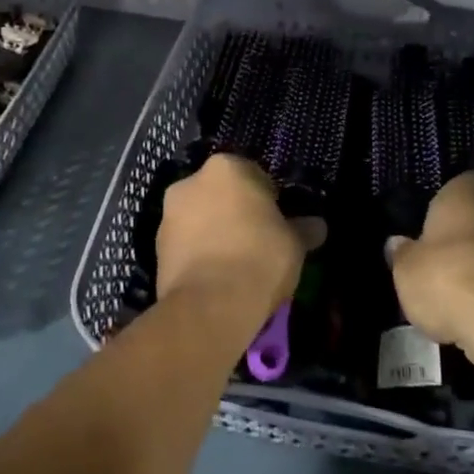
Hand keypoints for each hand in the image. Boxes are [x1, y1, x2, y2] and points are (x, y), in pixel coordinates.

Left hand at [156, 155, 322, 330]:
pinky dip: (199, 253)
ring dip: (215, 232)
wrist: (209, 306)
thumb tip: (317, 226)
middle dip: (236, 212)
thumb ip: (304, 229)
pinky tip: (216, 277)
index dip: (268, 199)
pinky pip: (186, 243)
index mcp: (226, 167)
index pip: (253, 175)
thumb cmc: (258, 259)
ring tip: (235, 264)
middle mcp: (191, 181)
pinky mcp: (155, 246)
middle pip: (222, 194)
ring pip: (201, 217)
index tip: (277, 223)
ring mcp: (169, 214)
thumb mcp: (294, 244)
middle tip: (257, 241)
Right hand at [388, 171, 473, 354]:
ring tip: (461, 287)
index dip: (450, 201)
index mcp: (467, 192)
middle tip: (444, 255)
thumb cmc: (447, 278)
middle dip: (468, 231)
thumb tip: (398, 243)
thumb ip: (402, 253)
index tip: (437, 220)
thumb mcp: (406, 269)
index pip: (463, 182)